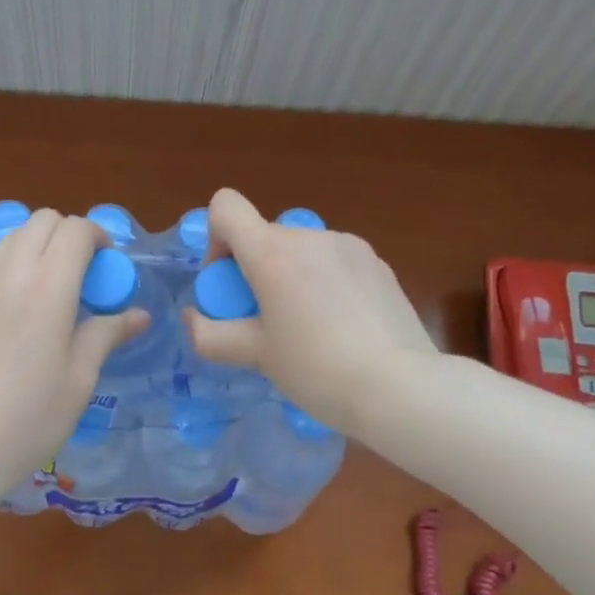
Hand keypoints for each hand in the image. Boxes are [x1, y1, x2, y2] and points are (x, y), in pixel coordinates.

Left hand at [0, 209, 148, 490]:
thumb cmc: (28, 418)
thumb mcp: (79, 379)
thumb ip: (106, 335)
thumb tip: (138, 315)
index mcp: (47, 288)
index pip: (74, 230)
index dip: (98, 237)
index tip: (108, 266)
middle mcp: (10, 275)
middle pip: (41, 221)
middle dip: (68, 234)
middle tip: (83, 274)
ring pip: (12, 239)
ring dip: (39, 247)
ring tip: (51, 291)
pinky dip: (13, 270)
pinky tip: (18, 316)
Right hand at [184, 188, 437, 435]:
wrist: (403, 388)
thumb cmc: (317, 370)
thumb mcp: (256, 356)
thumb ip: (210, 335)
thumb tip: (192, 318)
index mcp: (272, 252)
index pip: (225, 206)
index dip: (216, 238)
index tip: (230, 283)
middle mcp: (309, 236)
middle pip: (264, 236)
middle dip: (255, 271)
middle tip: (267, 321)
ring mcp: (348, 246)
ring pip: (300, 250)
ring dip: (292, 277)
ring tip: (310, 329)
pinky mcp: (377, 263)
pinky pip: (334, 262)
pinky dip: (325, 283)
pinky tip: (344, 328)